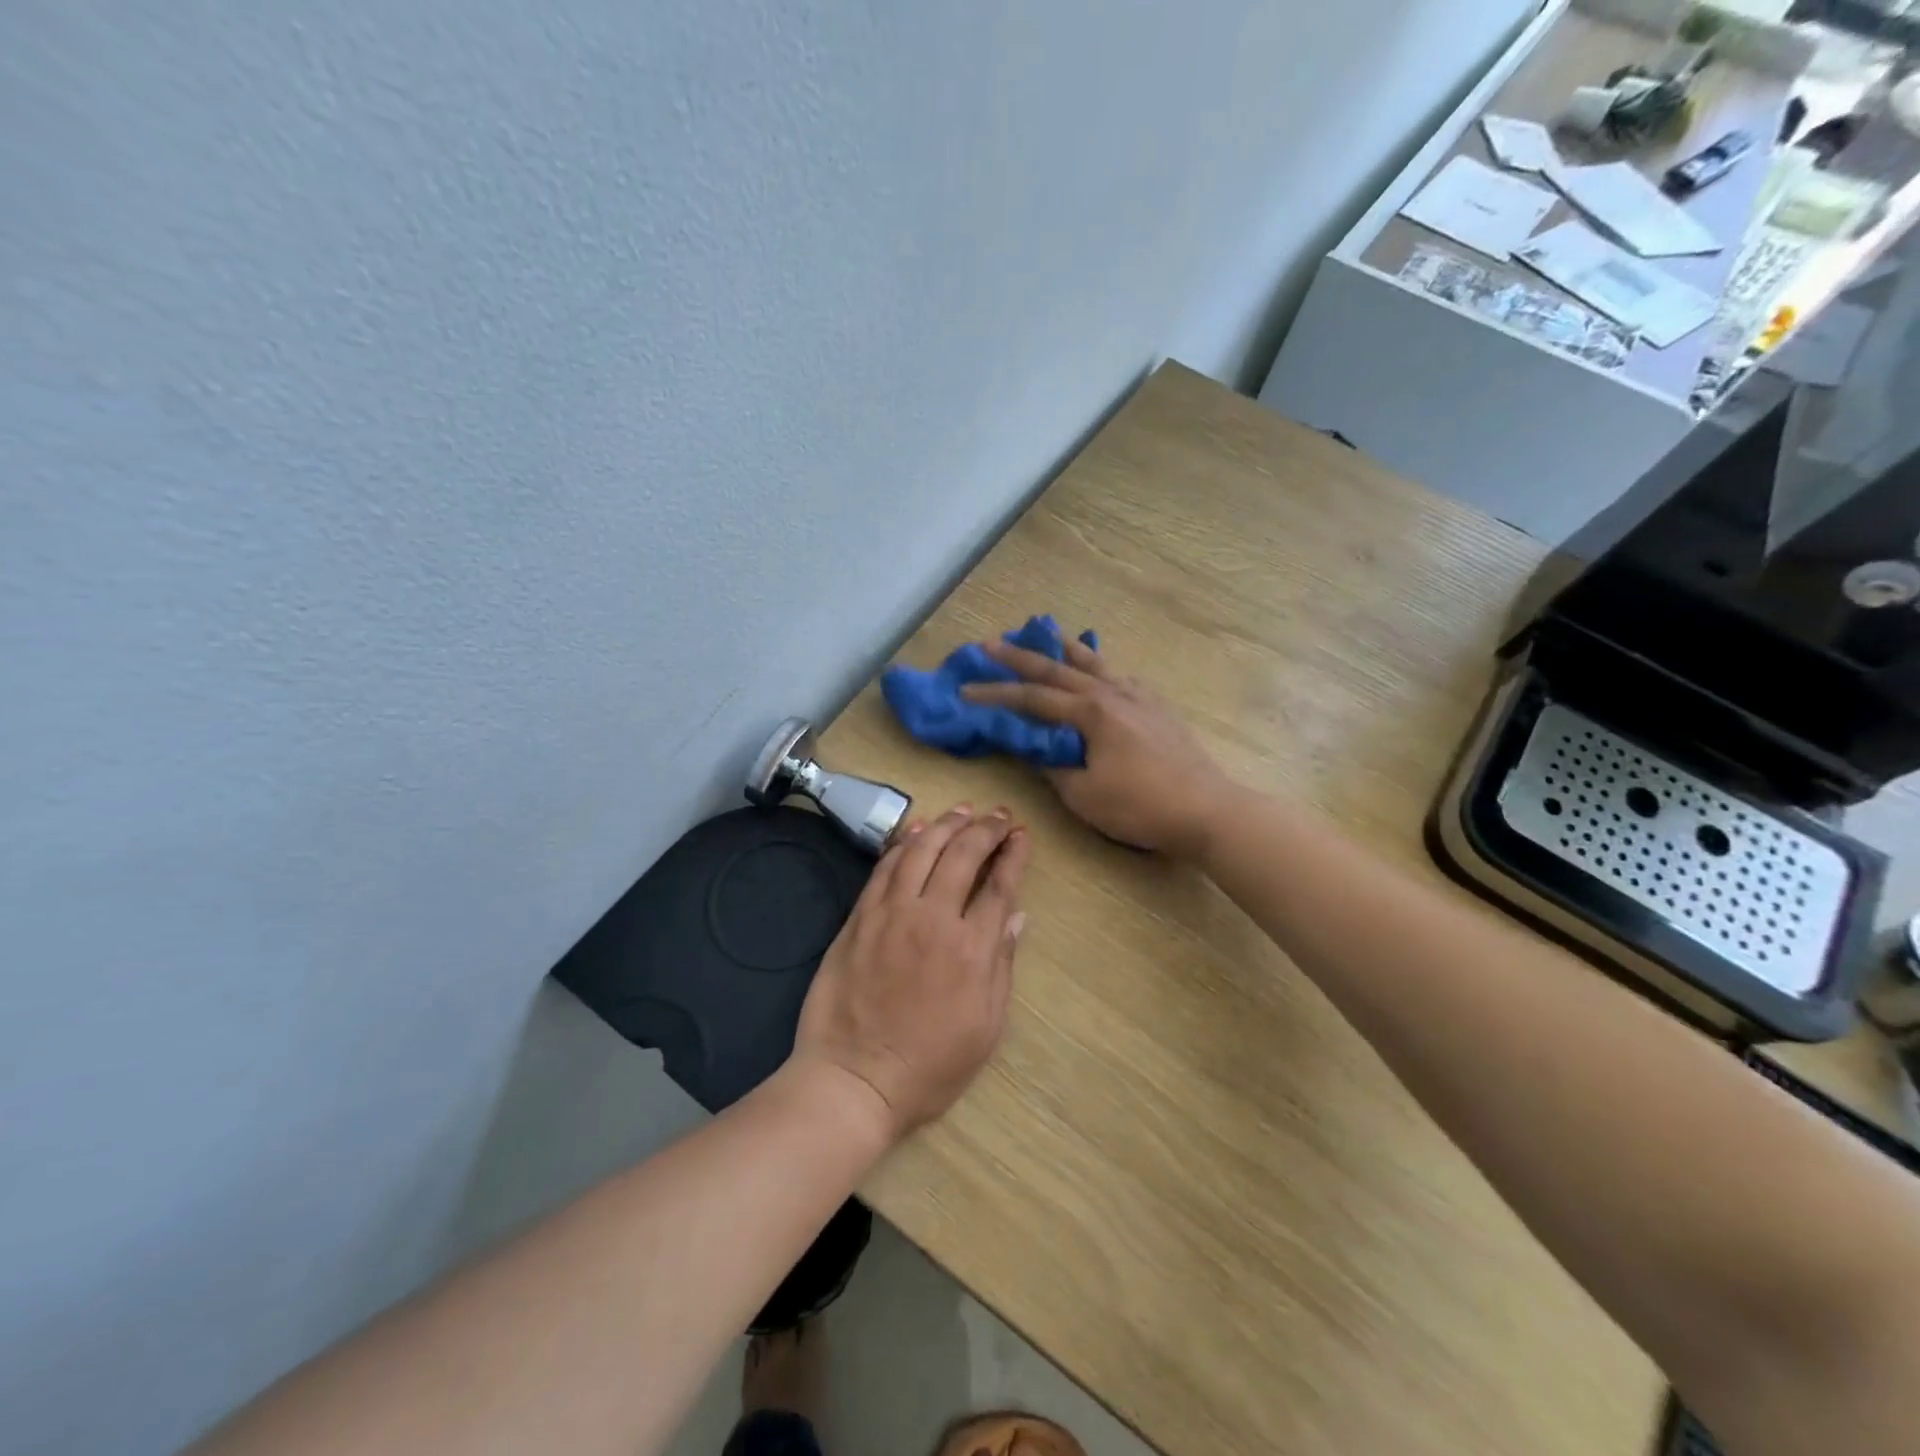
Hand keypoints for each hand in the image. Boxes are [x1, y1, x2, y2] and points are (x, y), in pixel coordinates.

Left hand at [793, 805, 1029, 1141]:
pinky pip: (884, 868)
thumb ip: (1001, 965)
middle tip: (998, 816)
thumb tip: (1016, 916)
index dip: (1013, 854)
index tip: (1021, 835)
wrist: (854, 1080)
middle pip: (962, 854)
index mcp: (972, 949)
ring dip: (946, 824)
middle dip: (985, 829)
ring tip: (963, 811)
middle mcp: (934, 919)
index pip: (999, 885)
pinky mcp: (860, 918)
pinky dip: (904, 843)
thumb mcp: (985, 1027)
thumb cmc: (930, 1066)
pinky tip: (917, 831)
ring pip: (922, 850)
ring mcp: (891, 914)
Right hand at [961, 638, 1232, 857]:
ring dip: (1064, 648)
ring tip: (1045, 630)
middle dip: (1020, 657)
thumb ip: (1053, 766)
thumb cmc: (1140, 806)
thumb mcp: (1083, 794)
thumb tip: (1035, 750)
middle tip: (991, 643)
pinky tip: (1099, 671)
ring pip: (1093, 664)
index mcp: (1090, 712)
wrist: (1206, 809)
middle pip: (1058, 670)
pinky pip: (1119, 677)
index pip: (1032, 698)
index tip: (966, 691)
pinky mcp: (1156, 708)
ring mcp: (1138, 697)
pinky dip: (1099, 668)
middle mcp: (1111, 693)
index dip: (996, 694)